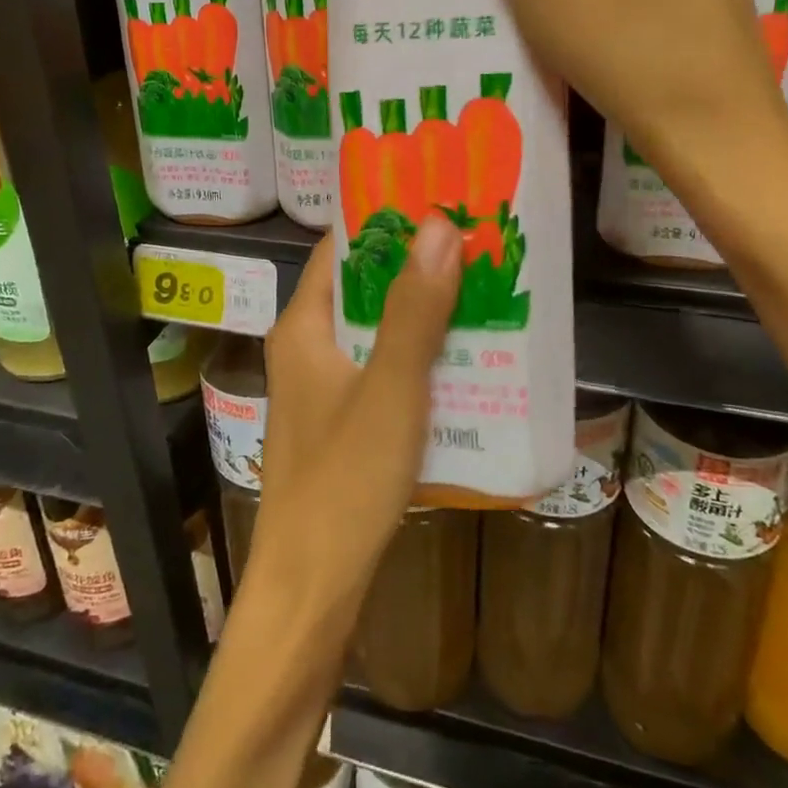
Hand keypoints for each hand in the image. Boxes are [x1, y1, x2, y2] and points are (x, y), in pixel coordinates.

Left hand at [251, 216, 461, 624]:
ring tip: (484, 292)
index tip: (439, 201)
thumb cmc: (344, 479)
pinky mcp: (342, 423)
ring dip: (423, 313)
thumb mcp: (390, 387)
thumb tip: (439, 225)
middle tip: (477, 245)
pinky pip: (384, 371)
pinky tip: (466, 361)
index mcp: (303, 326)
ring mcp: (323, 388)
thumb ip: (415, 309)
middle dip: (416, 267)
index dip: (385, 221)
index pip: (340, 249)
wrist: (312, 587)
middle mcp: (307, 348)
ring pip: (377, 332)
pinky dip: (419, 358)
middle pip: (363, 289)